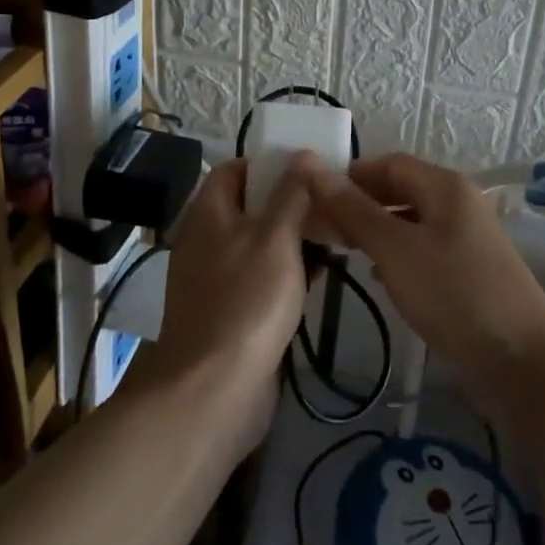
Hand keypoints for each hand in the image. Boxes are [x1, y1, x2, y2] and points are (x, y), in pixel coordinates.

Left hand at [144, 160, 310, 443]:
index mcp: (208, 212)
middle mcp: (208, 239)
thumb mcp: (276, 238)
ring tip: (336, 233)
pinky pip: (261, 278)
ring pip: (260, 244)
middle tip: (331, 201)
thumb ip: (291, 194)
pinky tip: (321, 275)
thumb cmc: (246, 301)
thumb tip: (302, 154)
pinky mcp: (231, 312)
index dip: (269, 163)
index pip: (235, 169)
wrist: (214, 390)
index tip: (308, 167)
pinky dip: (288, 272)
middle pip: (250, 206)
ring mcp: (218, 278)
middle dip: (289, 201)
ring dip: (293, 238)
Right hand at [302, 154, 544, 391]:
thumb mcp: (396, 250)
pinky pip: (423, 249)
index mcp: (445, 186)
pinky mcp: (468, 272)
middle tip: (320, 226)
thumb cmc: (455, 294)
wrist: (523, 363)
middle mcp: (458, 203)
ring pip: (410, 221)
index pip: (387, 163)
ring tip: (339, 249)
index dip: (349, 175)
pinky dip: (396, 254)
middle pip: (400, 189)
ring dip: (375, 230)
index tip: (311, 197)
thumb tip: (310, 167)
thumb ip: (353, 210)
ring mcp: (466, 239)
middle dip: (360, 203)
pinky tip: (376, 275)